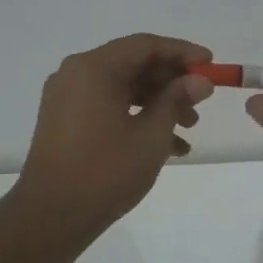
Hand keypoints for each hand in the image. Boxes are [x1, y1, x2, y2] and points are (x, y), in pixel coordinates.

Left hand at [14, 34, 214, 236]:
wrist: (51, 217)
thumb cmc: (105, 172)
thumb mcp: (151, 135)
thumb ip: (176, 100)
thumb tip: (200, 81)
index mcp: (94, 69)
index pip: (145, 45)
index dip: (182, 52)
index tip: (210, 65)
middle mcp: (76, 74)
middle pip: (134, 64)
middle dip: (171, 82)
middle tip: (201, 101)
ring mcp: (68, 97)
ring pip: (123, 87)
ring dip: (158, 102)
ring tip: (189, 128)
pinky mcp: (66, 120)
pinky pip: (108, 105)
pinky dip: (137, 117)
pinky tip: (168, 146)